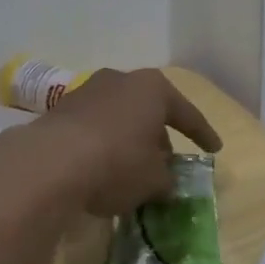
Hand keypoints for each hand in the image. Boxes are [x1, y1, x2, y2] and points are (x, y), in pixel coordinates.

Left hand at [31, 68, 221, 216]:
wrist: (50, 163)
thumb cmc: (117, 162)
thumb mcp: (154, 180)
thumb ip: (167, 179)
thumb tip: (167, 183)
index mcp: (152, 88)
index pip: (187, 113)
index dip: (203, 133)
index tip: (215, 149)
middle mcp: (121, 80)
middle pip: (149, 111)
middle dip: (159, 137)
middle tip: (167, 164)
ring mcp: (87, 92)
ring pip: (119, 118)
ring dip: (129, 141)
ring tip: (133, 169)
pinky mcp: (59, 111)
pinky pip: (93, 128)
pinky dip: (103, 145)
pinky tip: (102, 169)